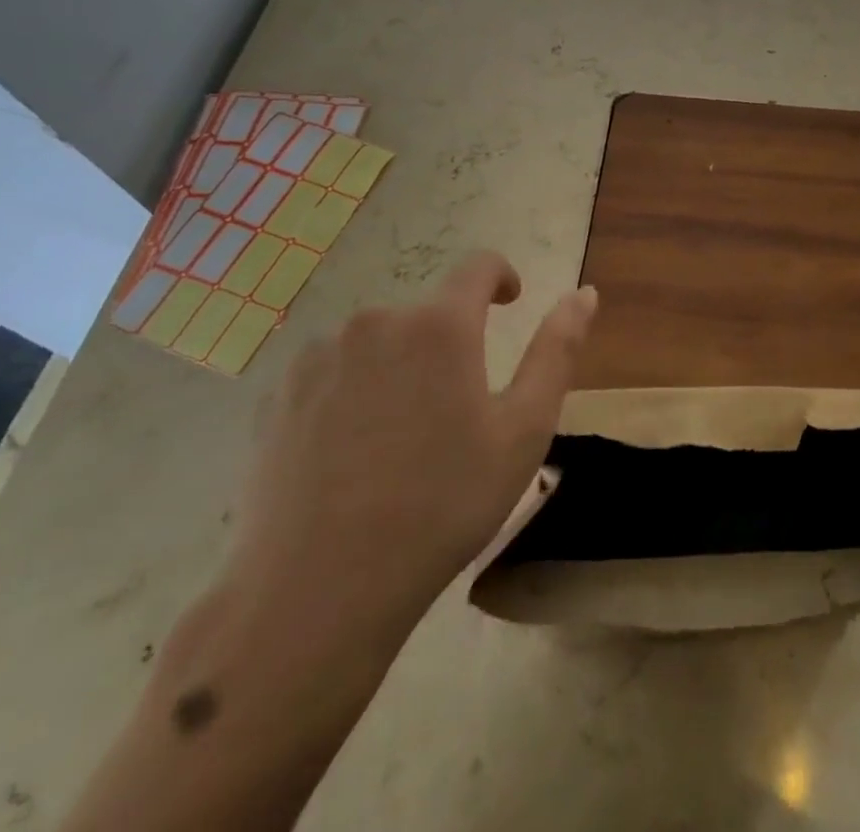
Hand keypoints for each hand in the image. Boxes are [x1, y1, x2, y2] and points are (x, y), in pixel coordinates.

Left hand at [223, 251, 597, 648]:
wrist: (316, 593)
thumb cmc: (442, 505)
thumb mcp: (523, 430)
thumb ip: (557, 350)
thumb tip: (584, 293)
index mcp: (440, 326)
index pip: (478, 266)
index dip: (501, 277)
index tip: (510, 303)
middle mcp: (376, 322)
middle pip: (427, 314)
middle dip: (449, 344)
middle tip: (456, 413)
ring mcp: (318, 357)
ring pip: (378, 343)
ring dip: (400, 368)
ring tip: (401, 440)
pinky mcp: (276, 396)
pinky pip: (332, 372)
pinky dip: (353, 392)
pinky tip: (351, 454)